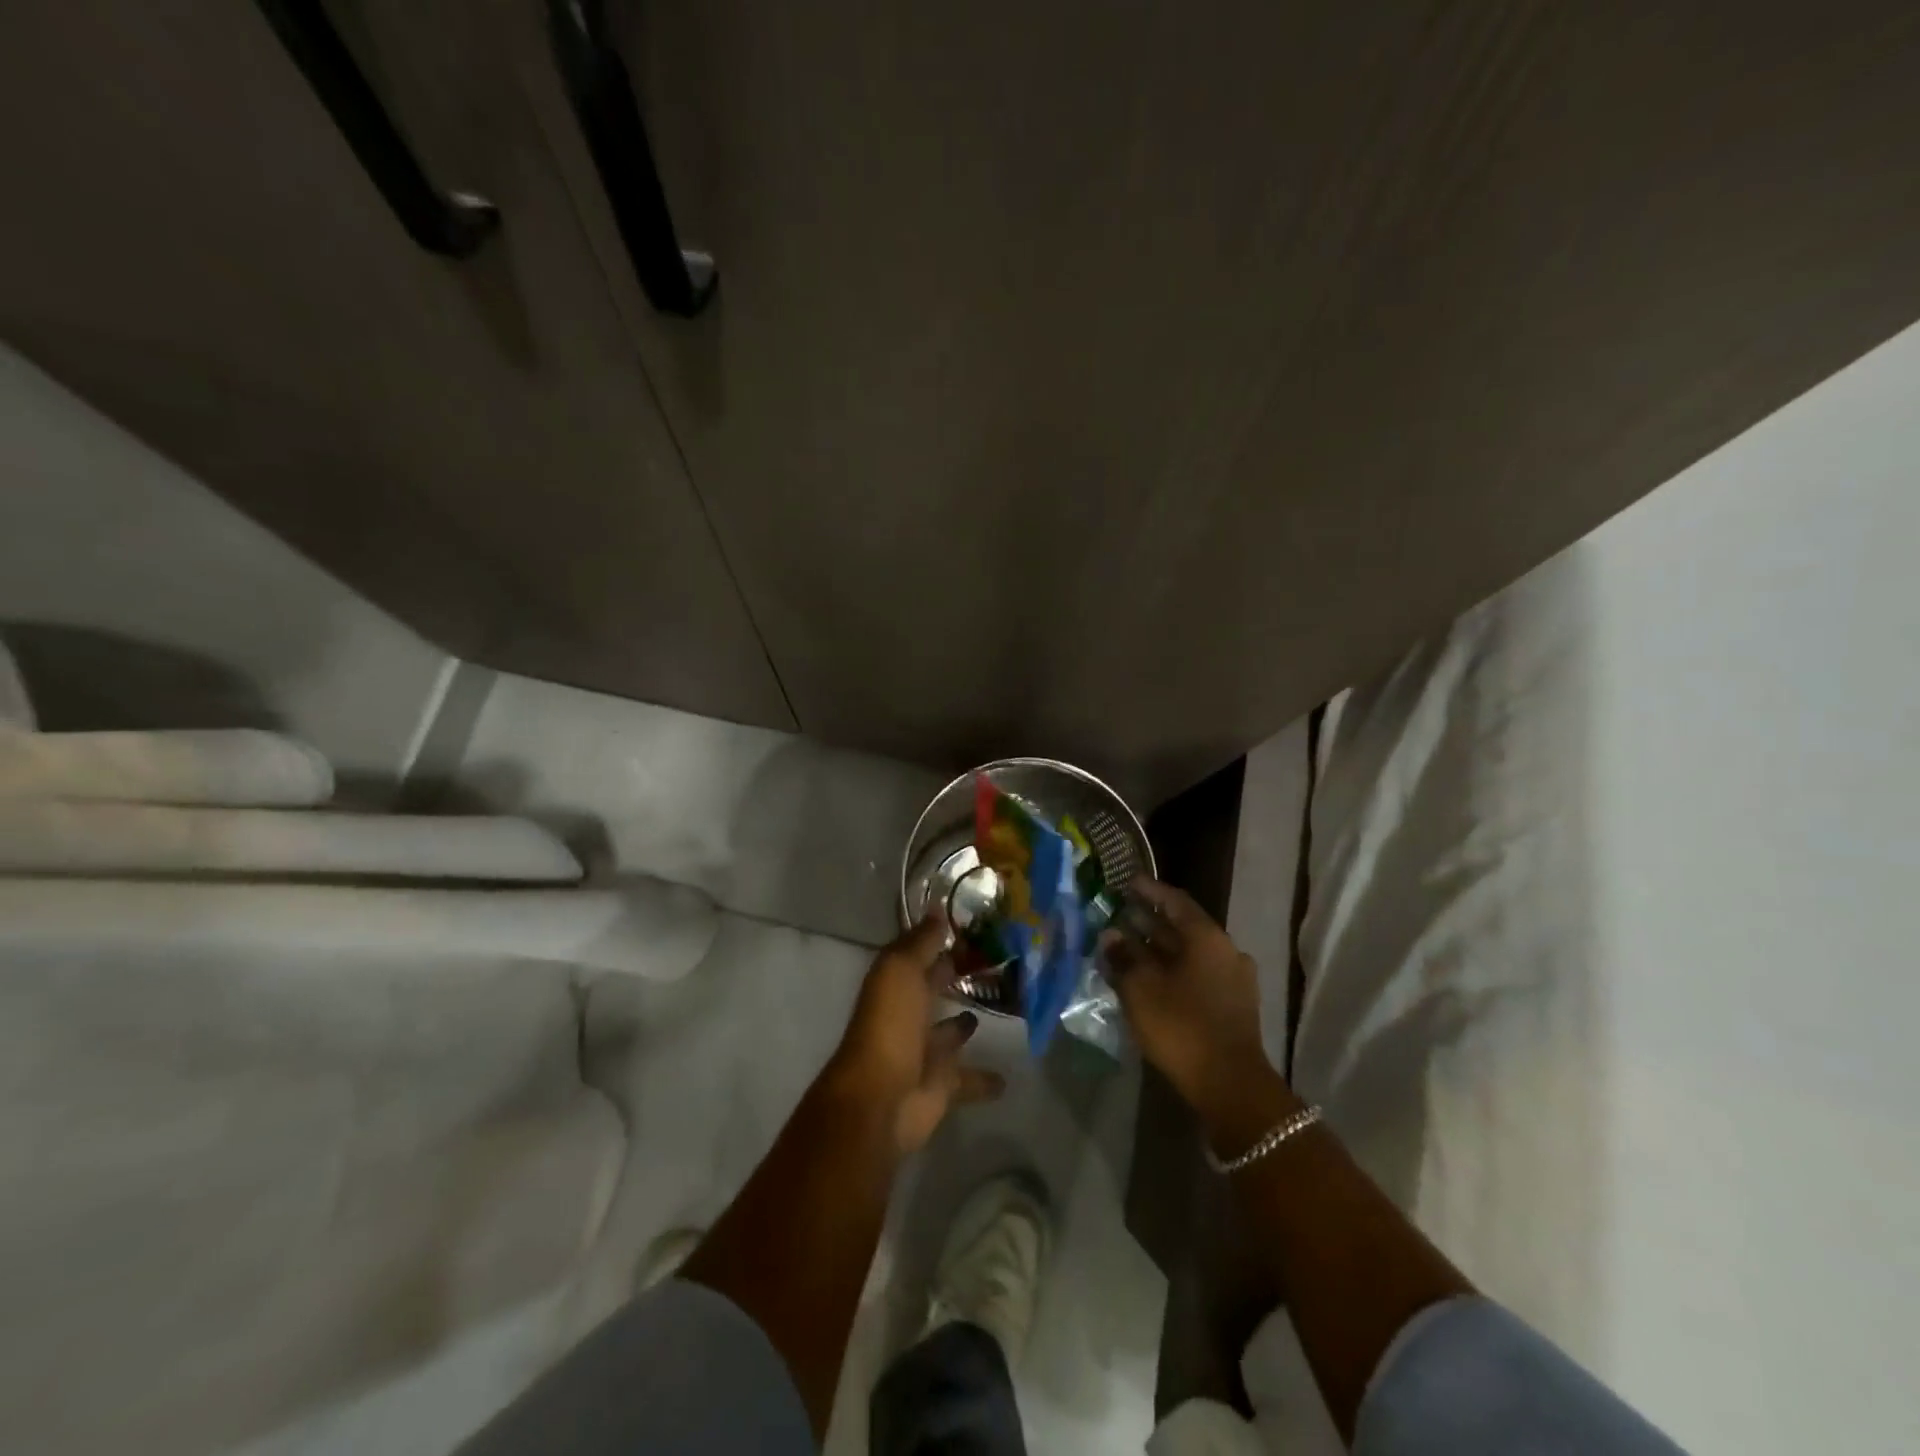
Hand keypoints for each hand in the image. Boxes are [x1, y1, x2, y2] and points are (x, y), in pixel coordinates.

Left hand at [831, 915, 1005, 1152]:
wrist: (882, 1099)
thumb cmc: (890, 1025)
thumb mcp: (901, 970)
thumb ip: (921, 942)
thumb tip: (937, 908)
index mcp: (895, 985)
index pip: (918, 955)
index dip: (939, 941)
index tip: (972, 927)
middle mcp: (907, 1015)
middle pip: (932, 991)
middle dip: (951, 978)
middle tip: (991, 963)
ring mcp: (924, 1053)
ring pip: (949, 1034)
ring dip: (963, 1025)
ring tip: (994, 1009)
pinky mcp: (942, 1087)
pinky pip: (968, 1079)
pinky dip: (985, 1079)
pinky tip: (1008, 1077)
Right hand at [1103, 877, 1276, 1118]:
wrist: (1230, 1085)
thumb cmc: (1182, 1026)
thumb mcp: (1141, 988)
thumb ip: (1123, 957)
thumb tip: (1110, 935)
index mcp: (1207, 937)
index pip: (1175, 901)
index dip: (1149, 890)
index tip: (1126, 882)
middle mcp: (1226, 951)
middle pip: (1183, 927)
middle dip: (1150, 921)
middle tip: (1120, 915)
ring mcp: (1234, 980)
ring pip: (1190, 953)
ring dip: (1160, 949)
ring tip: (1128, 948)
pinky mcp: (1233, 1006)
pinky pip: (1198, 975)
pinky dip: (1173, 970)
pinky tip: (1150, 980)